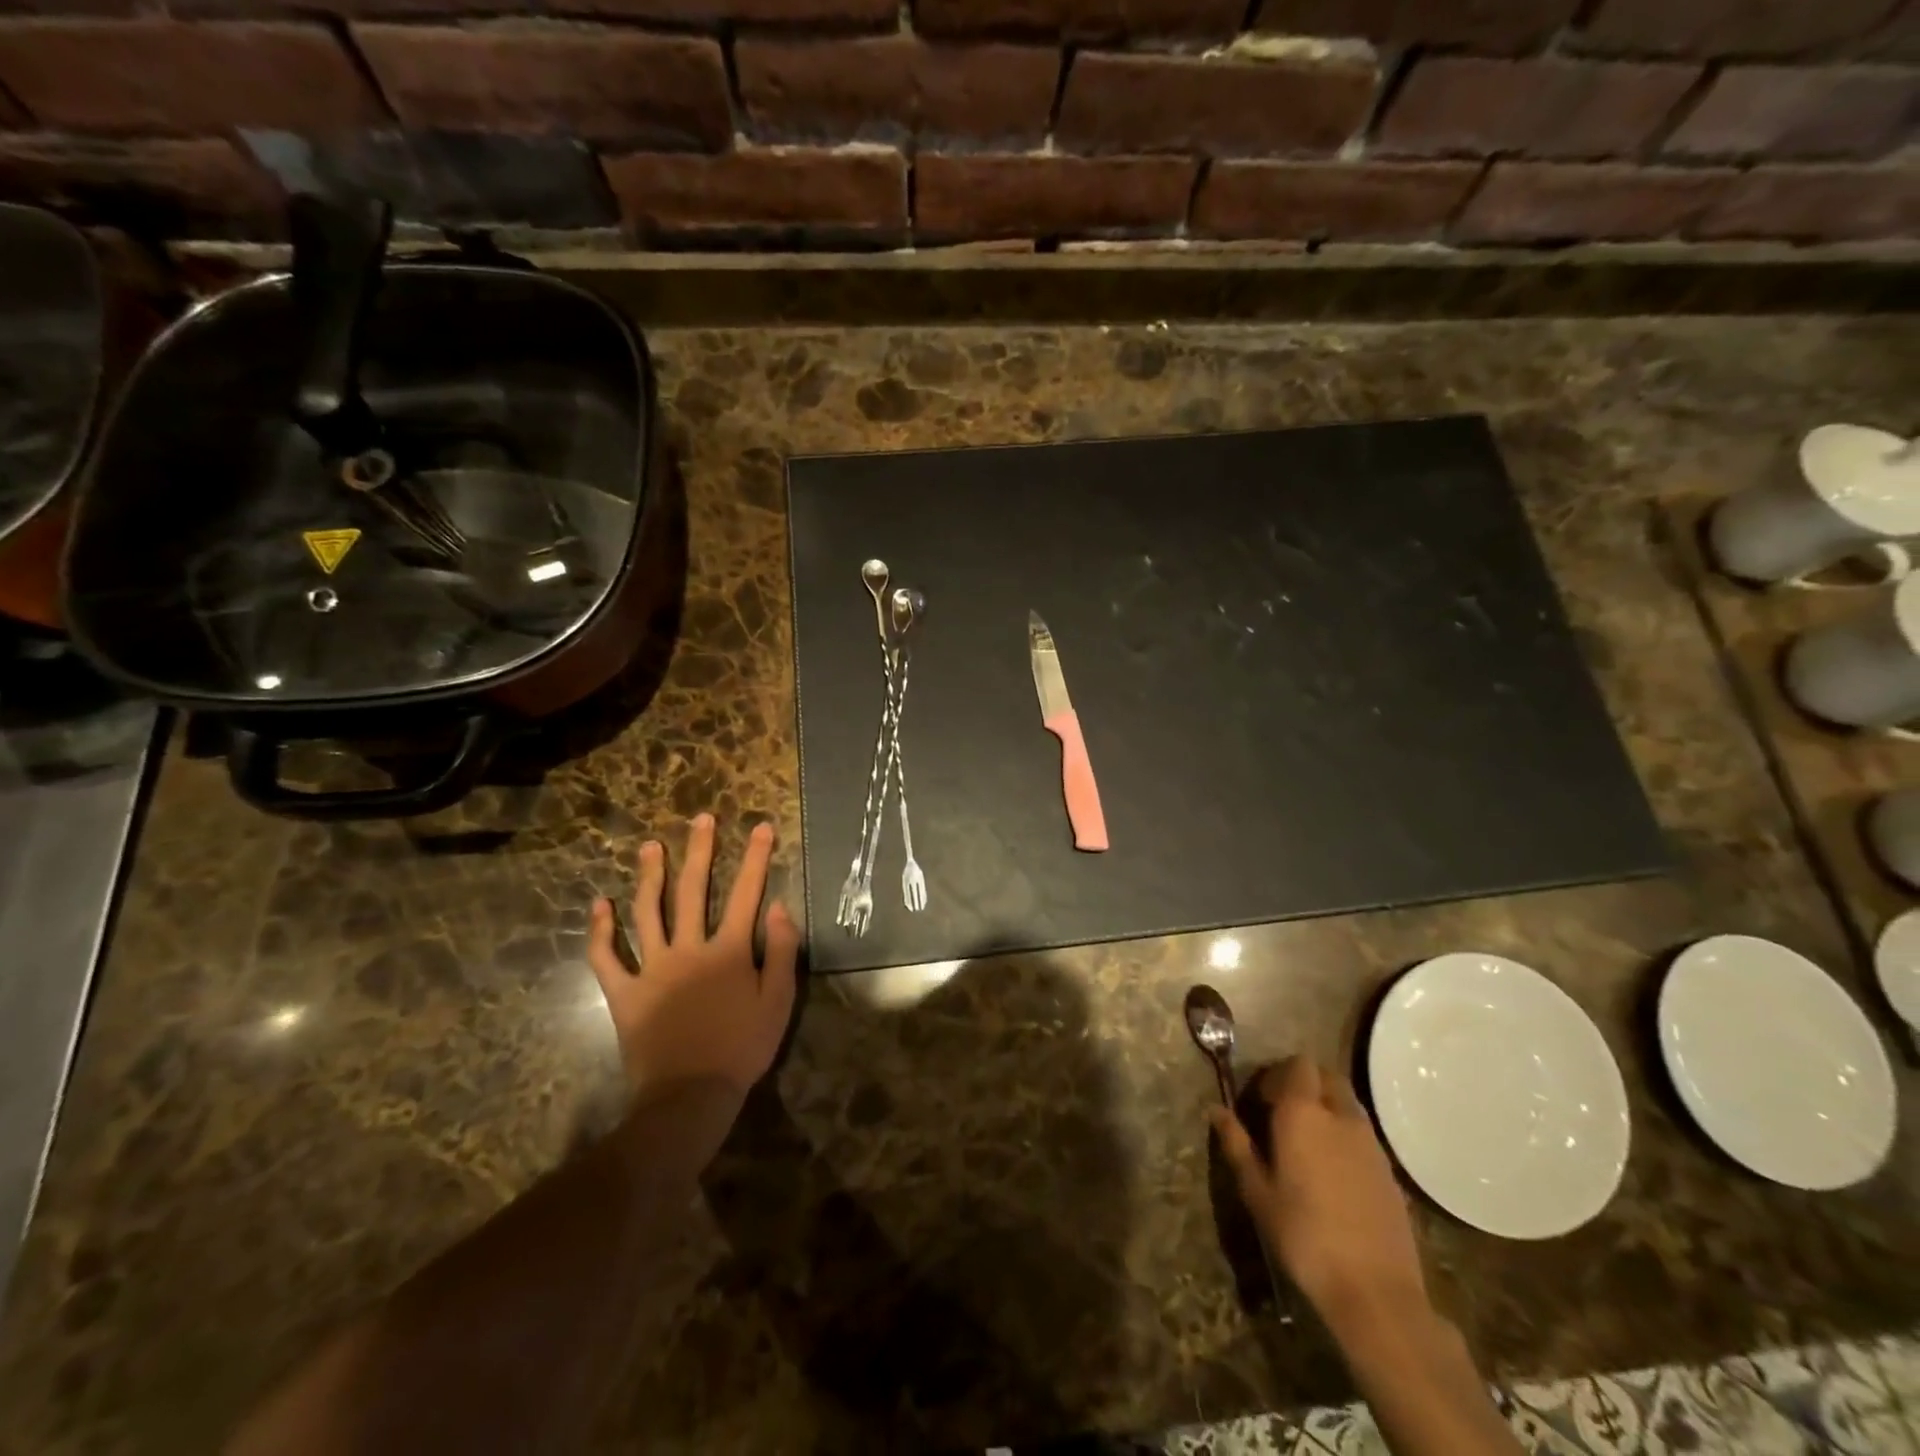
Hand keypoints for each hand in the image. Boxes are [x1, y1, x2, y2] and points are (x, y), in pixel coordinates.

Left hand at [587, 813, 799, 1102]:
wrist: (690, 1096)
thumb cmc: (741, 1048)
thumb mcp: (778, 1001)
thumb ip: (782, 951)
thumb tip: (779, 906)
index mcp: (729, 951)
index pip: (745, 894)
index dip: (755, 858)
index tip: (759, 827)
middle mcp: (689, 949)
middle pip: (693, 891)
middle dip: (699, 851)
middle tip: (700, 819)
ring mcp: (652, 969)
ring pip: (647, 913)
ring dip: (649, 877)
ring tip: (650, 847)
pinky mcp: (624, 993)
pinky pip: (606, 958)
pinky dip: (600, 932)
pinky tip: (599, 905)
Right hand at [1211, 1057, 1427, 1336]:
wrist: (1375, 1291)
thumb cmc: (1303, 1236)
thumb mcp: (1257, 1192)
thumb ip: (1236, 1145)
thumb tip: (1216, 1110)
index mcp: (1303, 1113)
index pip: (1297, 1065)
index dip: (1278, 1074)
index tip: (1261, 1099)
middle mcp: (1340, 1117)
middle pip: (1327, 1076)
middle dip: (1305, 1083)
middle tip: (1283, 1112)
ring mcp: (1371, 1143)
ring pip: (1348, 1104)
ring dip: (1327, 1107)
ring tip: (1307, 1142)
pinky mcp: (1390, 1171)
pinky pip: (1363, 1134)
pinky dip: (1345, 1136)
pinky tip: (1332, 1171)